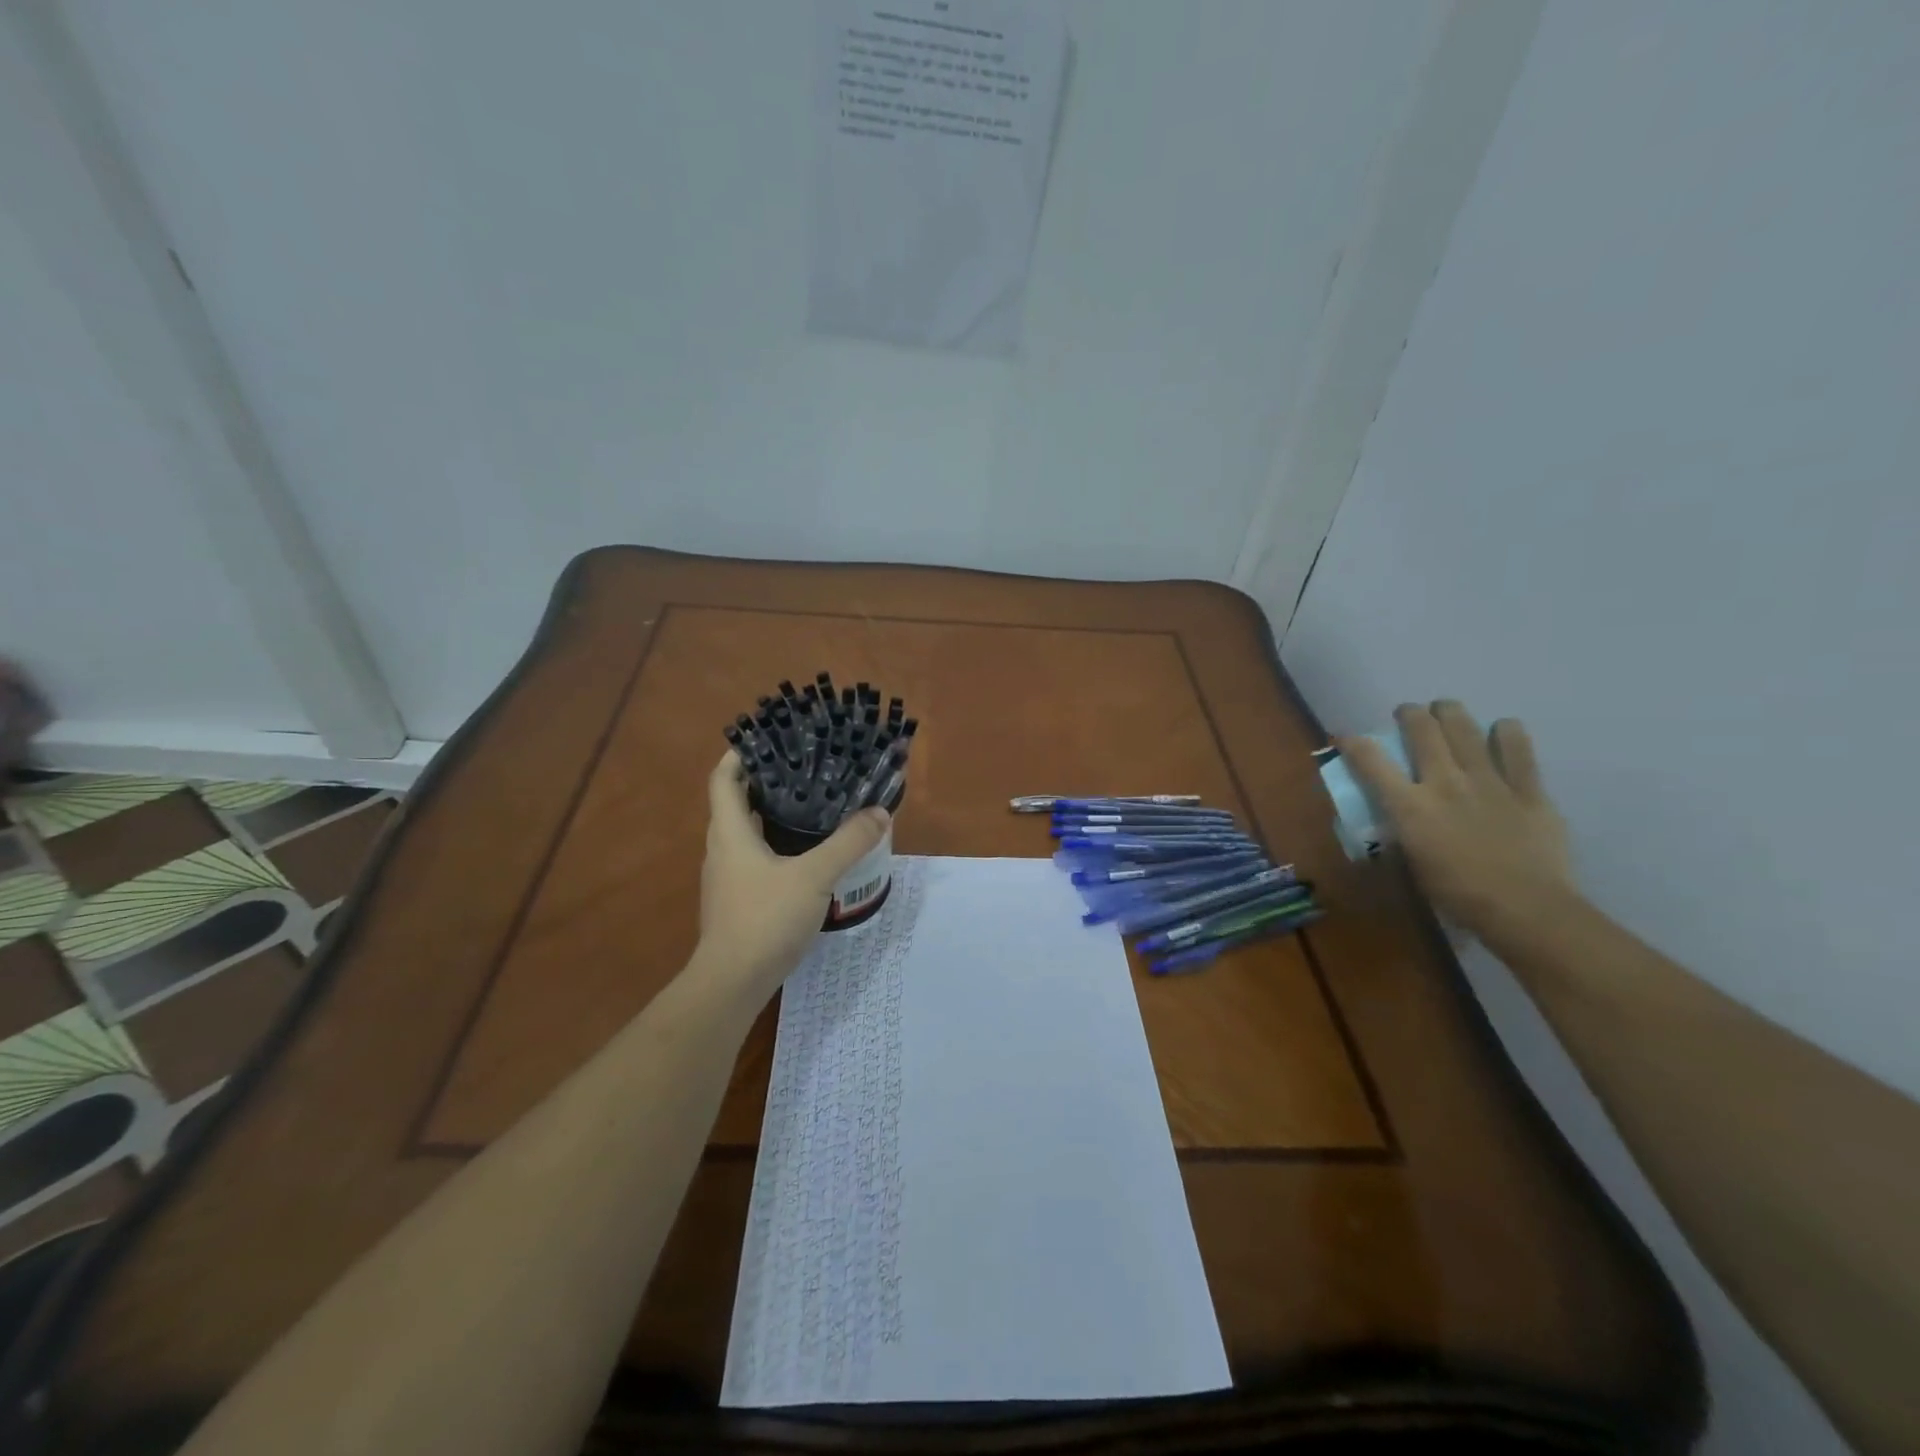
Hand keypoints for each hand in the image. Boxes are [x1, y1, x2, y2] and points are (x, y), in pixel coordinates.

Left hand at [695, 753, 889, 994]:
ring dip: (771, 814)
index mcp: (730, 832)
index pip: (723, 779)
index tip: (767, 738)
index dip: (739, 754)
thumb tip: (880, 813)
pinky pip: (754, 858)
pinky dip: (775, 844)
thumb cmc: (764, 919)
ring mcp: (727, 878)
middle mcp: (722, 849)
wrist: (733, 983)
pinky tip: (806, 854)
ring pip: (746, 833)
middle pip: (735, 803)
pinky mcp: (738, 900)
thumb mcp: (814, 877)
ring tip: (810, 803)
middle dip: (764, 781)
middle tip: (803, 767)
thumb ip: (848, 843)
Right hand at [1340, 702, 1576, 946]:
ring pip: (1465, 728)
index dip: (1352, 743)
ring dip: (1450, 713)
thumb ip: (1403, 835)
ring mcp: (1489, 781)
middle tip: (1408, 714)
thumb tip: (1395, 824)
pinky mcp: (1528, 789)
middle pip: (1422, 730)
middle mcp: (1445, 783)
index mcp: (1410, 807)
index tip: (1344, 737)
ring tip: (1446, 710)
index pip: (1370, 761)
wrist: (1526, 910)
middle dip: (1409, 715)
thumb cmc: (1458, 896)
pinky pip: (1518, 748)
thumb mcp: (1412, 865)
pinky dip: (1507, 733)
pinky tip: (1501, 730)